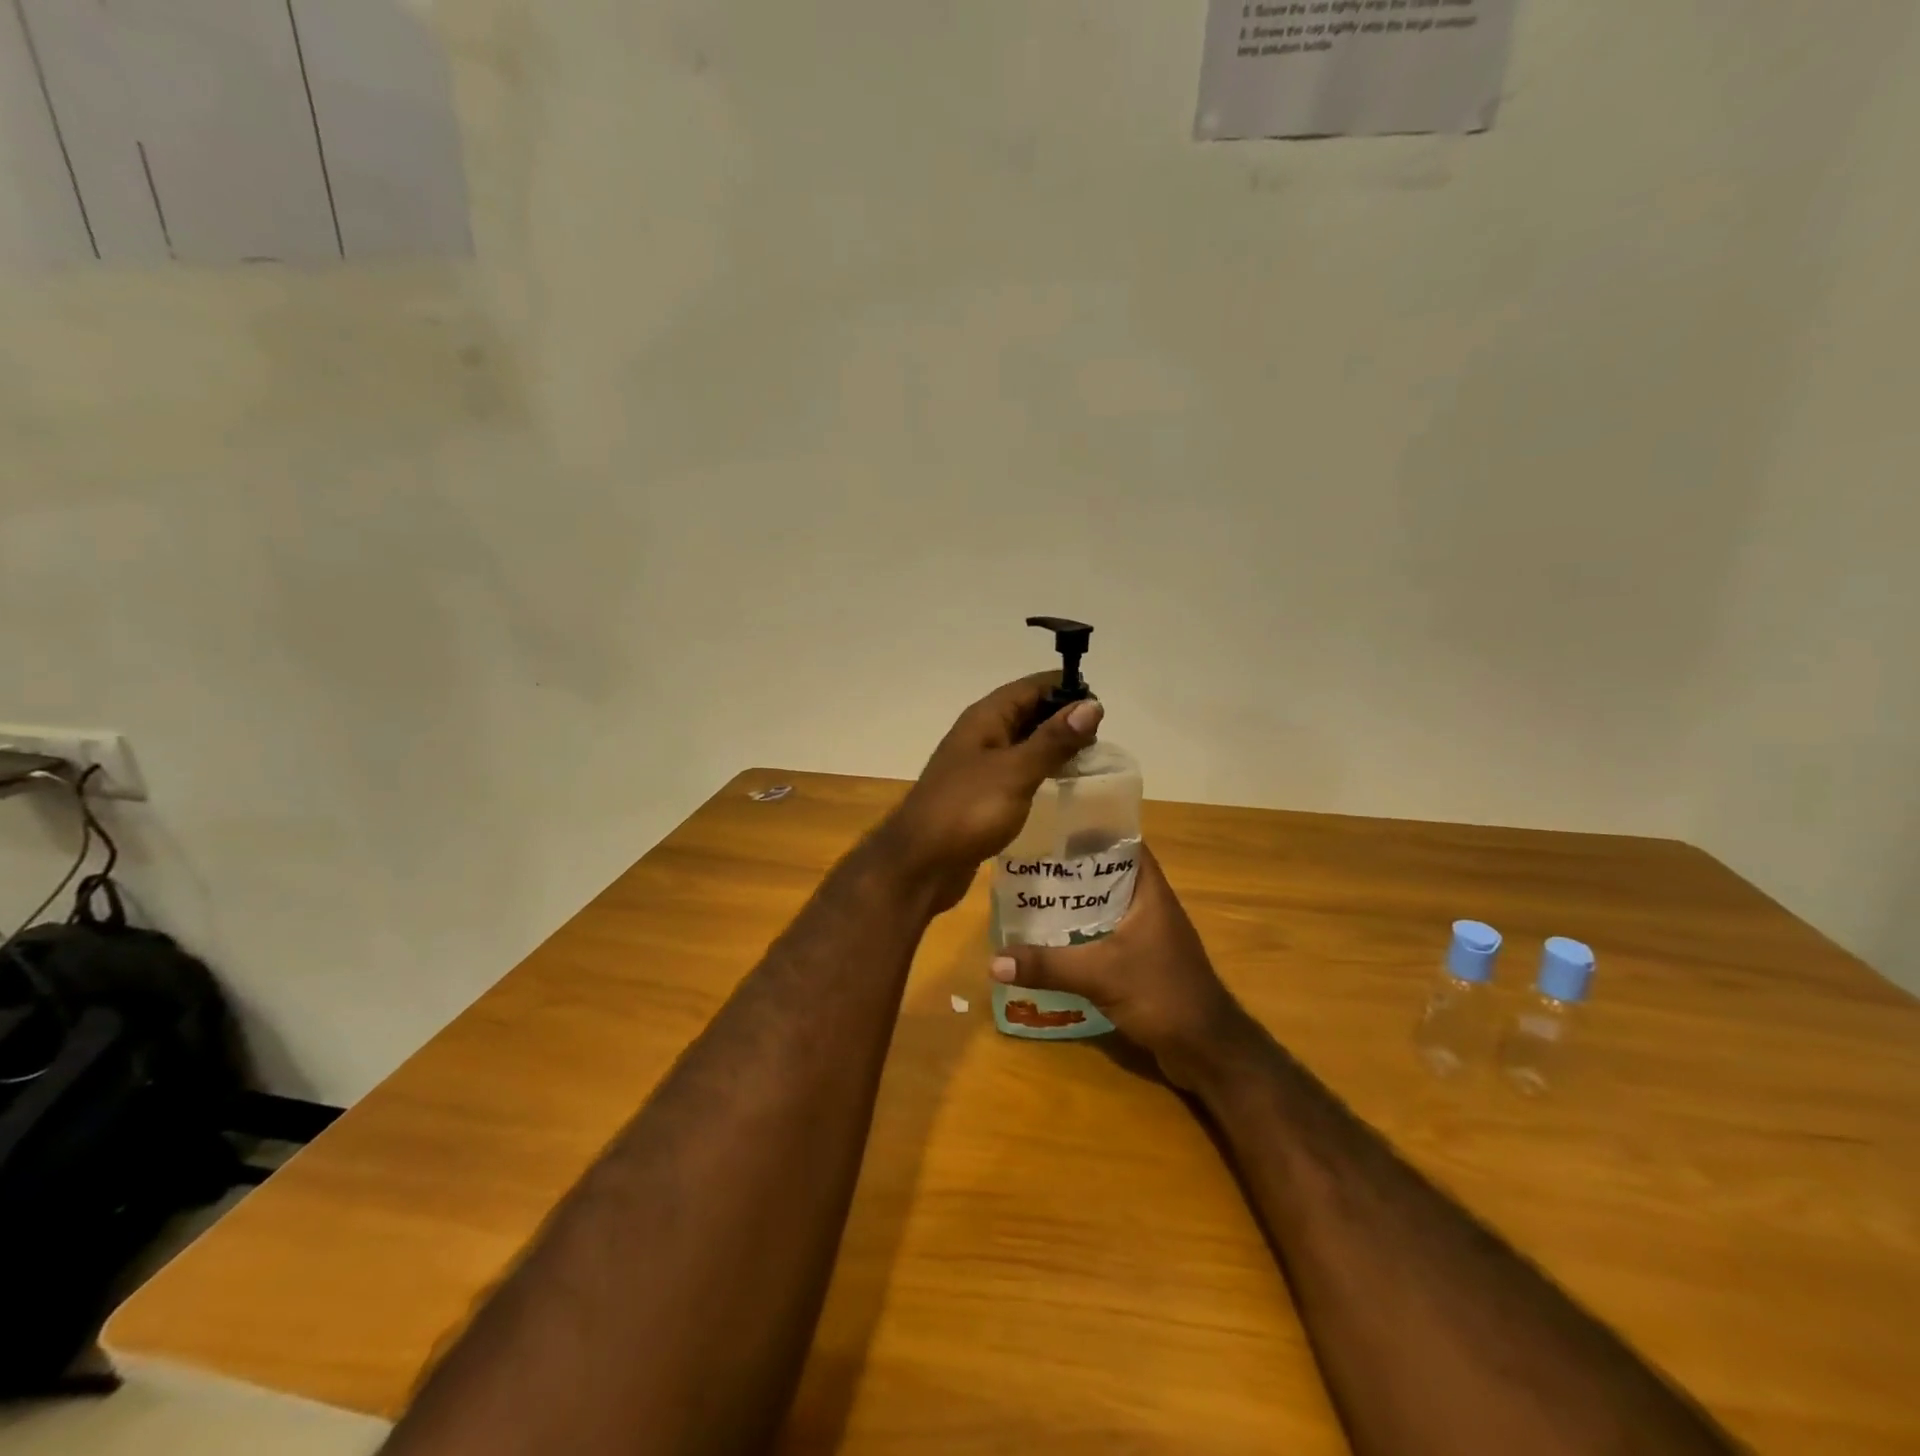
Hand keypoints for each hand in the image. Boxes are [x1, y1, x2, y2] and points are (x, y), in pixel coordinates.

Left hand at [875, 673, 1103, 913]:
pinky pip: (1016, 774)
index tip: (1100, 705)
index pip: (1030, 688)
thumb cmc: (967, 810)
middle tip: (1101, 738)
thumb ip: (1053, 740)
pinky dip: (1038, 774)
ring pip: (1022, 745)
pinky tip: (1059, 788)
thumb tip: (1091, 705)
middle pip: (1026, 714)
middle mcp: (980, 736)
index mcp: (985, 719)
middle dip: (1061, 719)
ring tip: (1089, 761)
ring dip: (1052, 748)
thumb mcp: (1015, 772)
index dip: (1064, 689)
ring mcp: (978, 767)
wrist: (920, 864)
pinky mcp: (980, 796)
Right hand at [989, 844, 1253, 1087]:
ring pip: (1106, 907)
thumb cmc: (1162, 994)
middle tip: (1029, 865)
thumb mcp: (1100, 975)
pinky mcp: (1144, 962)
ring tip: (1033, 899)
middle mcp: (1151, 906)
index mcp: (1150, 892)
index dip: (1091, 831)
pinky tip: (1054, 942)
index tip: (1052, 827)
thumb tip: (993, 962)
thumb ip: (1048, 966)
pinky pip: (1107, 936)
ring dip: (1075, 905)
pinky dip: (1083, 934)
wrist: (1208, 1051)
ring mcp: (1150, 935)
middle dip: (1071, 870)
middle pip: (1108, 874)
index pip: (1123, 842)